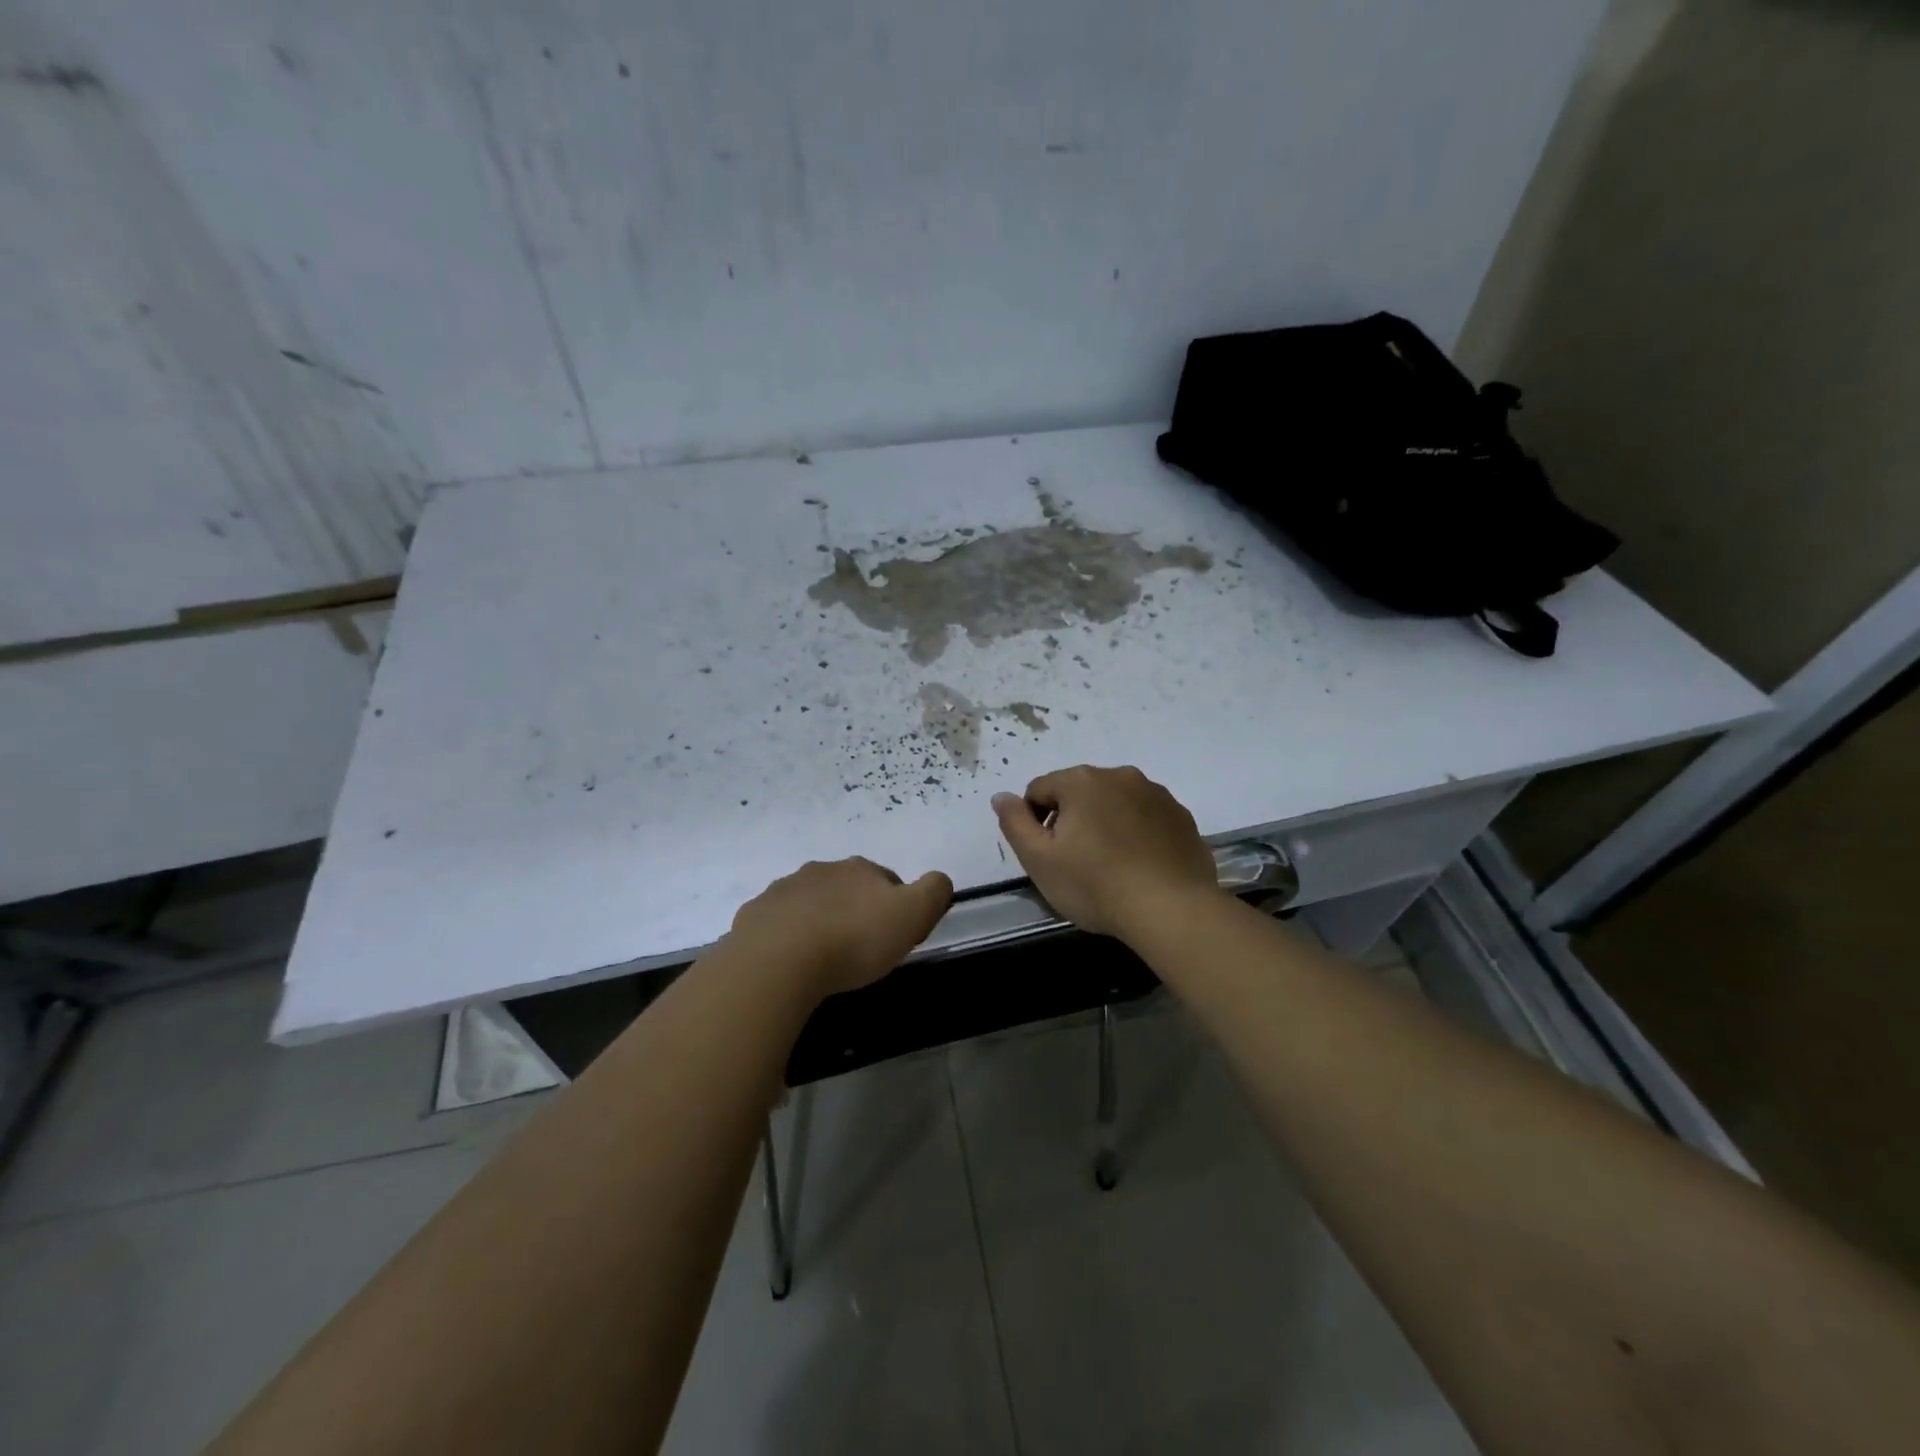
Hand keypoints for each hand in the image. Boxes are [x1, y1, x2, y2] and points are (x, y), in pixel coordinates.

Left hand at [726, 857, 952, 998]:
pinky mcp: (753, 917)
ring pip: (809, 904)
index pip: (887, 880)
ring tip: (823, 961)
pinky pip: (776, 925)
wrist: (778, 963)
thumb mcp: (911, 915)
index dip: (895, 906)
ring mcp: (782, 891)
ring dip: (818, 922)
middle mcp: (820, 871)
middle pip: (845, 888)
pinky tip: (790, 965)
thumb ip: (934, 891)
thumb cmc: (852, 939)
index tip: (894, 937)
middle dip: (853, 911)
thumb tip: (939, 880)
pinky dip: (786, 939)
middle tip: (859, 950)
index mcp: (859, 869)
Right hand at [992, 765, 1221, 940]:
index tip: (1046, 855)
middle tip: (1075, 863)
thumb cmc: (1095, 885)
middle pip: (1079, 792)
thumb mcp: (1039, 859)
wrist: (1172, 910)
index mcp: (1081, 780)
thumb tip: (1001, 796)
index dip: (1034, 821)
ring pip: (1115, 803)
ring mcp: (1156, 794)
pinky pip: (1146, 818)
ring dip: (1105, 823)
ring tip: (1110, 866)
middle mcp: (1120, 775)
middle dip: (1071, 820)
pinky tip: (1139, 866)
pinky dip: (1136, 834)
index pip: (1039, 790)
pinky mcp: (1181, 816)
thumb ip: (1014, 823)